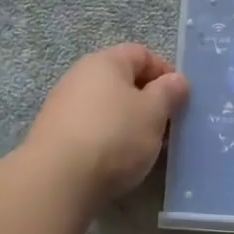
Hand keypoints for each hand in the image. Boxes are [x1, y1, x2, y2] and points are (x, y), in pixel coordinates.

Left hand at [25, 44, 189, 202]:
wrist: (58, 179)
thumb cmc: (115, 136)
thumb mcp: (154, 112)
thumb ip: (168, 92)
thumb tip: (176, 79)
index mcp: (105, 62)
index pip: (141, 53)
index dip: (164, 72)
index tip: (179, 99)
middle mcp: (79, 76)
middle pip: (121, 80)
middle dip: (147, 100)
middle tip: (165, 125)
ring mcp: (62, 105)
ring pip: (106, 106)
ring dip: (127, 121)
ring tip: (143, 147)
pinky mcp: (54, 134)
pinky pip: (90, 128)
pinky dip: (107, 138)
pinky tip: (115, 160)